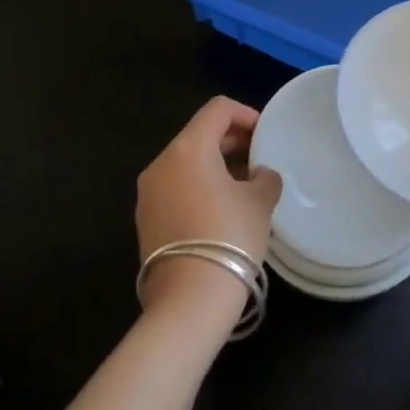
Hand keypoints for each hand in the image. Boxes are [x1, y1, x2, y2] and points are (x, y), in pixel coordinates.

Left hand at [135, 97, 281, 330]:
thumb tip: (259, 175)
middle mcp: (161, 163)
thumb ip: (264, 178)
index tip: (265, 134)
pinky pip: (175, 189)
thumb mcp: (260, 202)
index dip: (245, 114)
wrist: (189, 300)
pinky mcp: (145, 220)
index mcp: (188, 149)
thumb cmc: (229, 237)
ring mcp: (147, 193)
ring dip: (214, 166)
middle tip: (258, 158)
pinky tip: (221, 211)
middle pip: (198, 135)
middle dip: (230, 141)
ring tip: (243, 187)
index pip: (217, 110)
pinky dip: (198, 188)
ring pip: (185, 163)